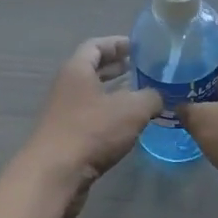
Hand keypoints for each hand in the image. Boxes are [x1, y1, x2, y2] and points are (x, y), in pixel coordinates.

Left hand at [23, 37, 162, 217]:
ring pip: (94, 96)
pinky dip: (111, 116)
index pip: (96, 45)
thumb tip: (161, 96)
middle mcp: (67, 87)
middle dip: (119, 68)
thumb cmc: (92, 131)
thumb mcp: (132, 109)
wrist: (56, 174)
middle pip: (93, 70)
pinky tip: (131, 125)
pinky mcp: (68, 137)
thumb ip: (151, 97)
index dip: (118, 43)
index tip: (140, 46)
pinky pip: (93, 118)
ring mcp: (65, 113)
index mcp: (76, 70)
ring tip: (144, 96)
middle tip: (146, 70)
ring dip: (117, 94)